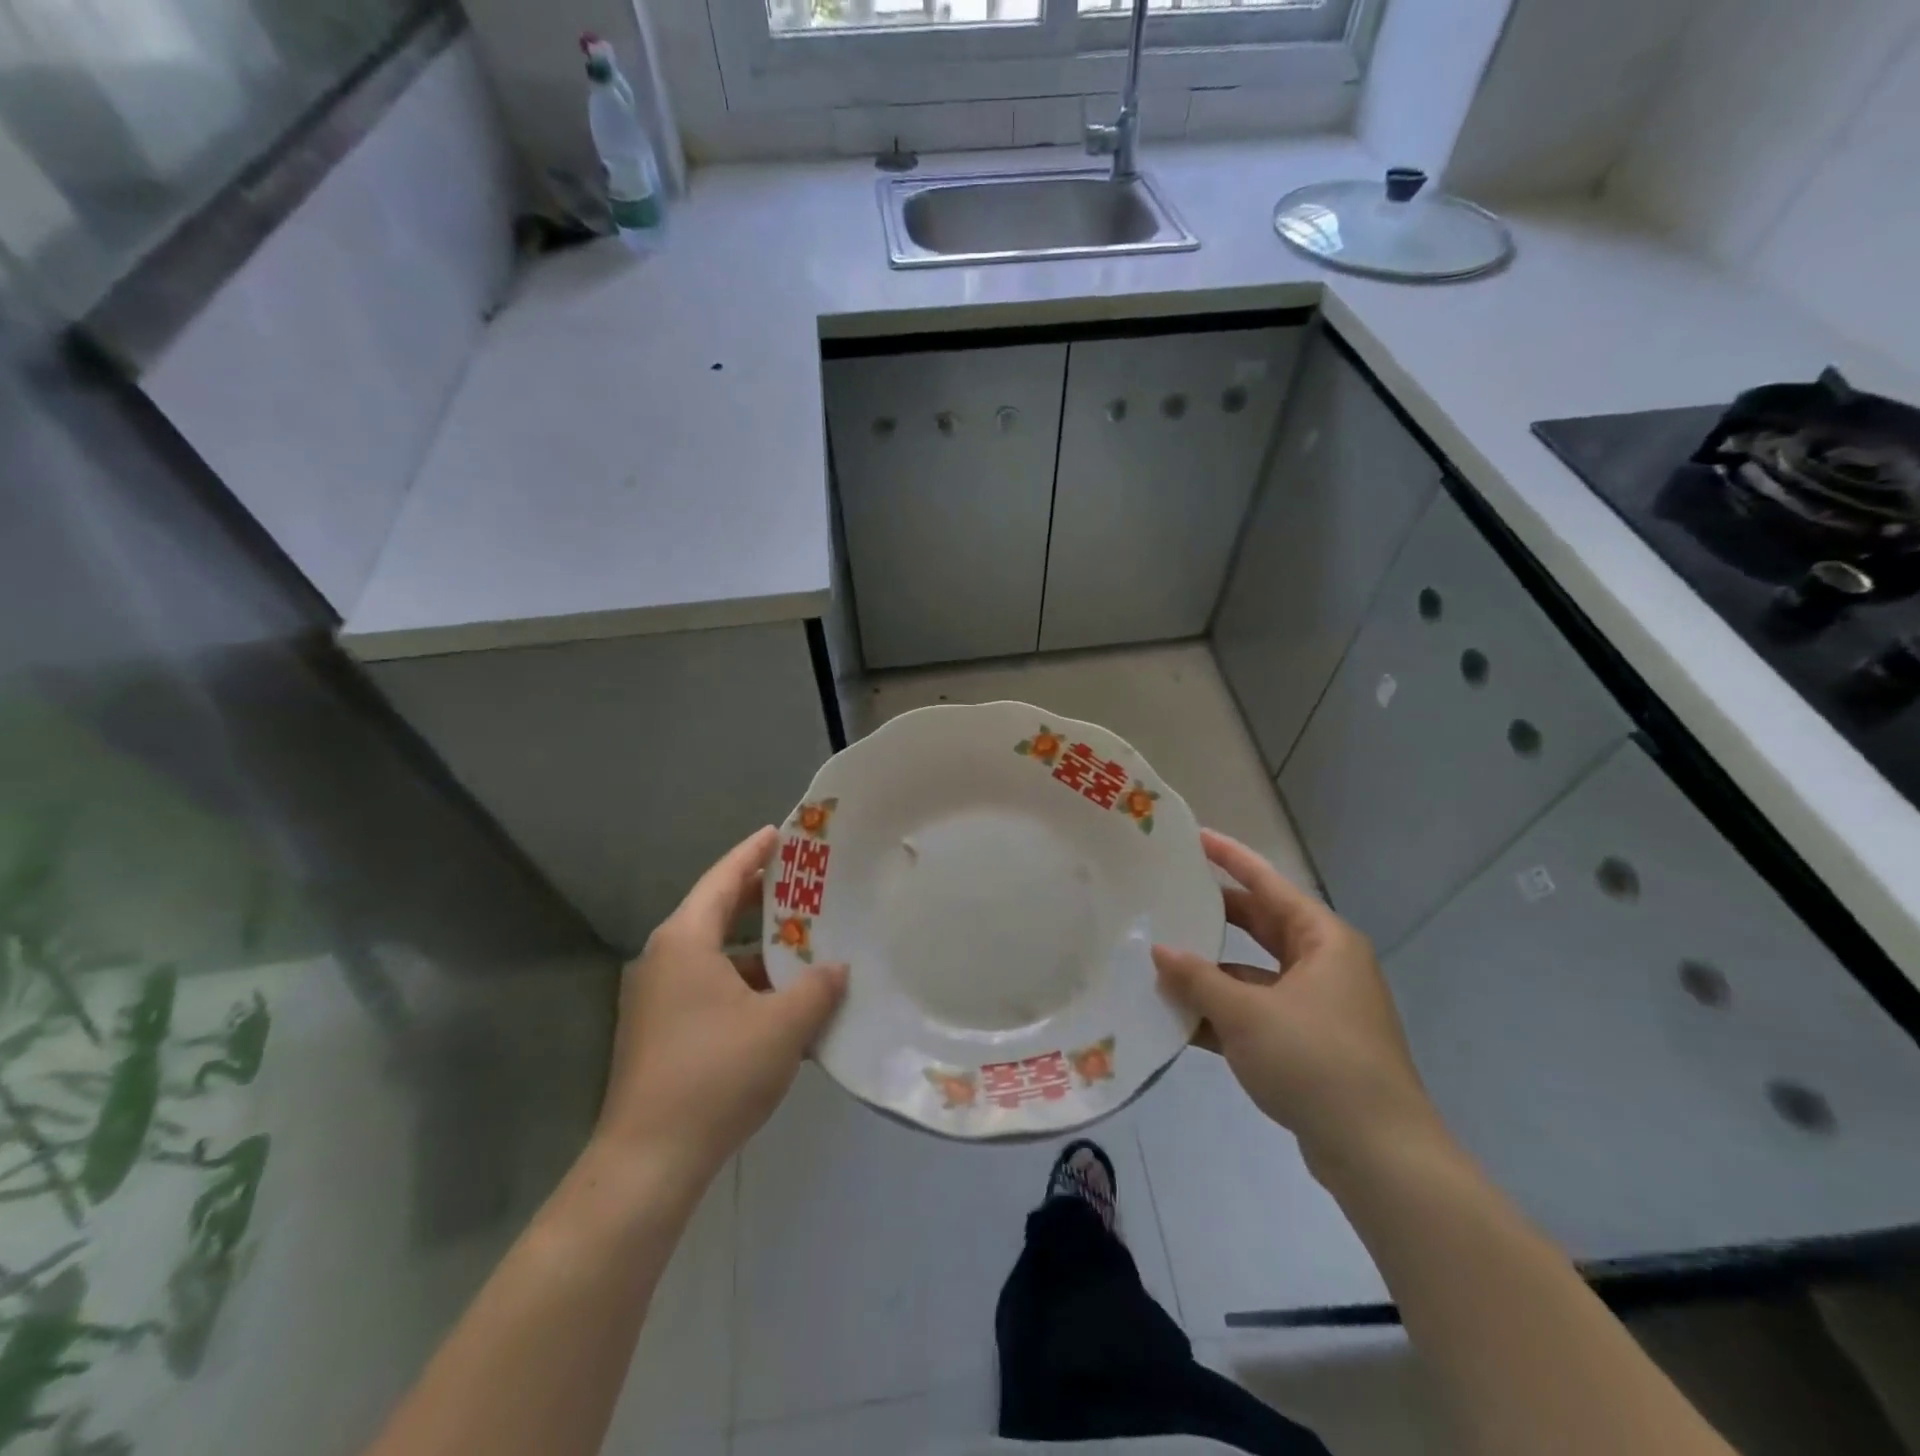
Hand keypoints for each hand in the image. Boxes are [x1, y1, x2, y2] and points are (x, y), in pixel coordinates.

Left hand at [594, 826, 846, 1189]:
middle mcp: (665, 959)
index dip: (754, 853)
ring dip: (758, 949)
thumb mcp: (782, 1026)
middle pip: (718, 912)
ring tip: (806, 944)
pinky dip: (746, 985)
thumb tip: (838, 968)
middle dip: (762, 899)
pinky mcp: (662, 1032)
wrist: (649, 1162)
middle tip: (806, 884)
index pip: (724, 878)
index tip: (782, 833)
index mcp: (685, 941)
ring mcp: (658, 998)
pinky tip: (784, 1003)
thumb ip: (817, 988)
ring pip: (717, 955)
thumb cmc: (716, 1074)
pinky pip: (711, 988)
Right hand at [1151, 830, 1441, 1171]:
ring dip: (1212, 973)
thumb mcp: (1246, 1013)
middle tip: (1170, 897)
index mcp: (1323, 940)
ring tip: (1160, 963)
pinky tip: (1180, 1019)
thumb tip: (1159, 952)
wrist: (1379, 1155)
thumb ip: (1198, 979)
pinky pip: (1258, 1013)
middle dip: (1216, 916)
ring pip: (1255, 973)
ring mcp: (1320, 1007)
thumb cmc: (1316, 1060)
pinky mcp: (1311, 1044)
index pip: (1268, 883)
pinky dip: (1224, 1013)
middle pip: (1261, 925)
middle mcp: (1325, 964)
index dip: (1230, 858)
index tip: (1195, 837)